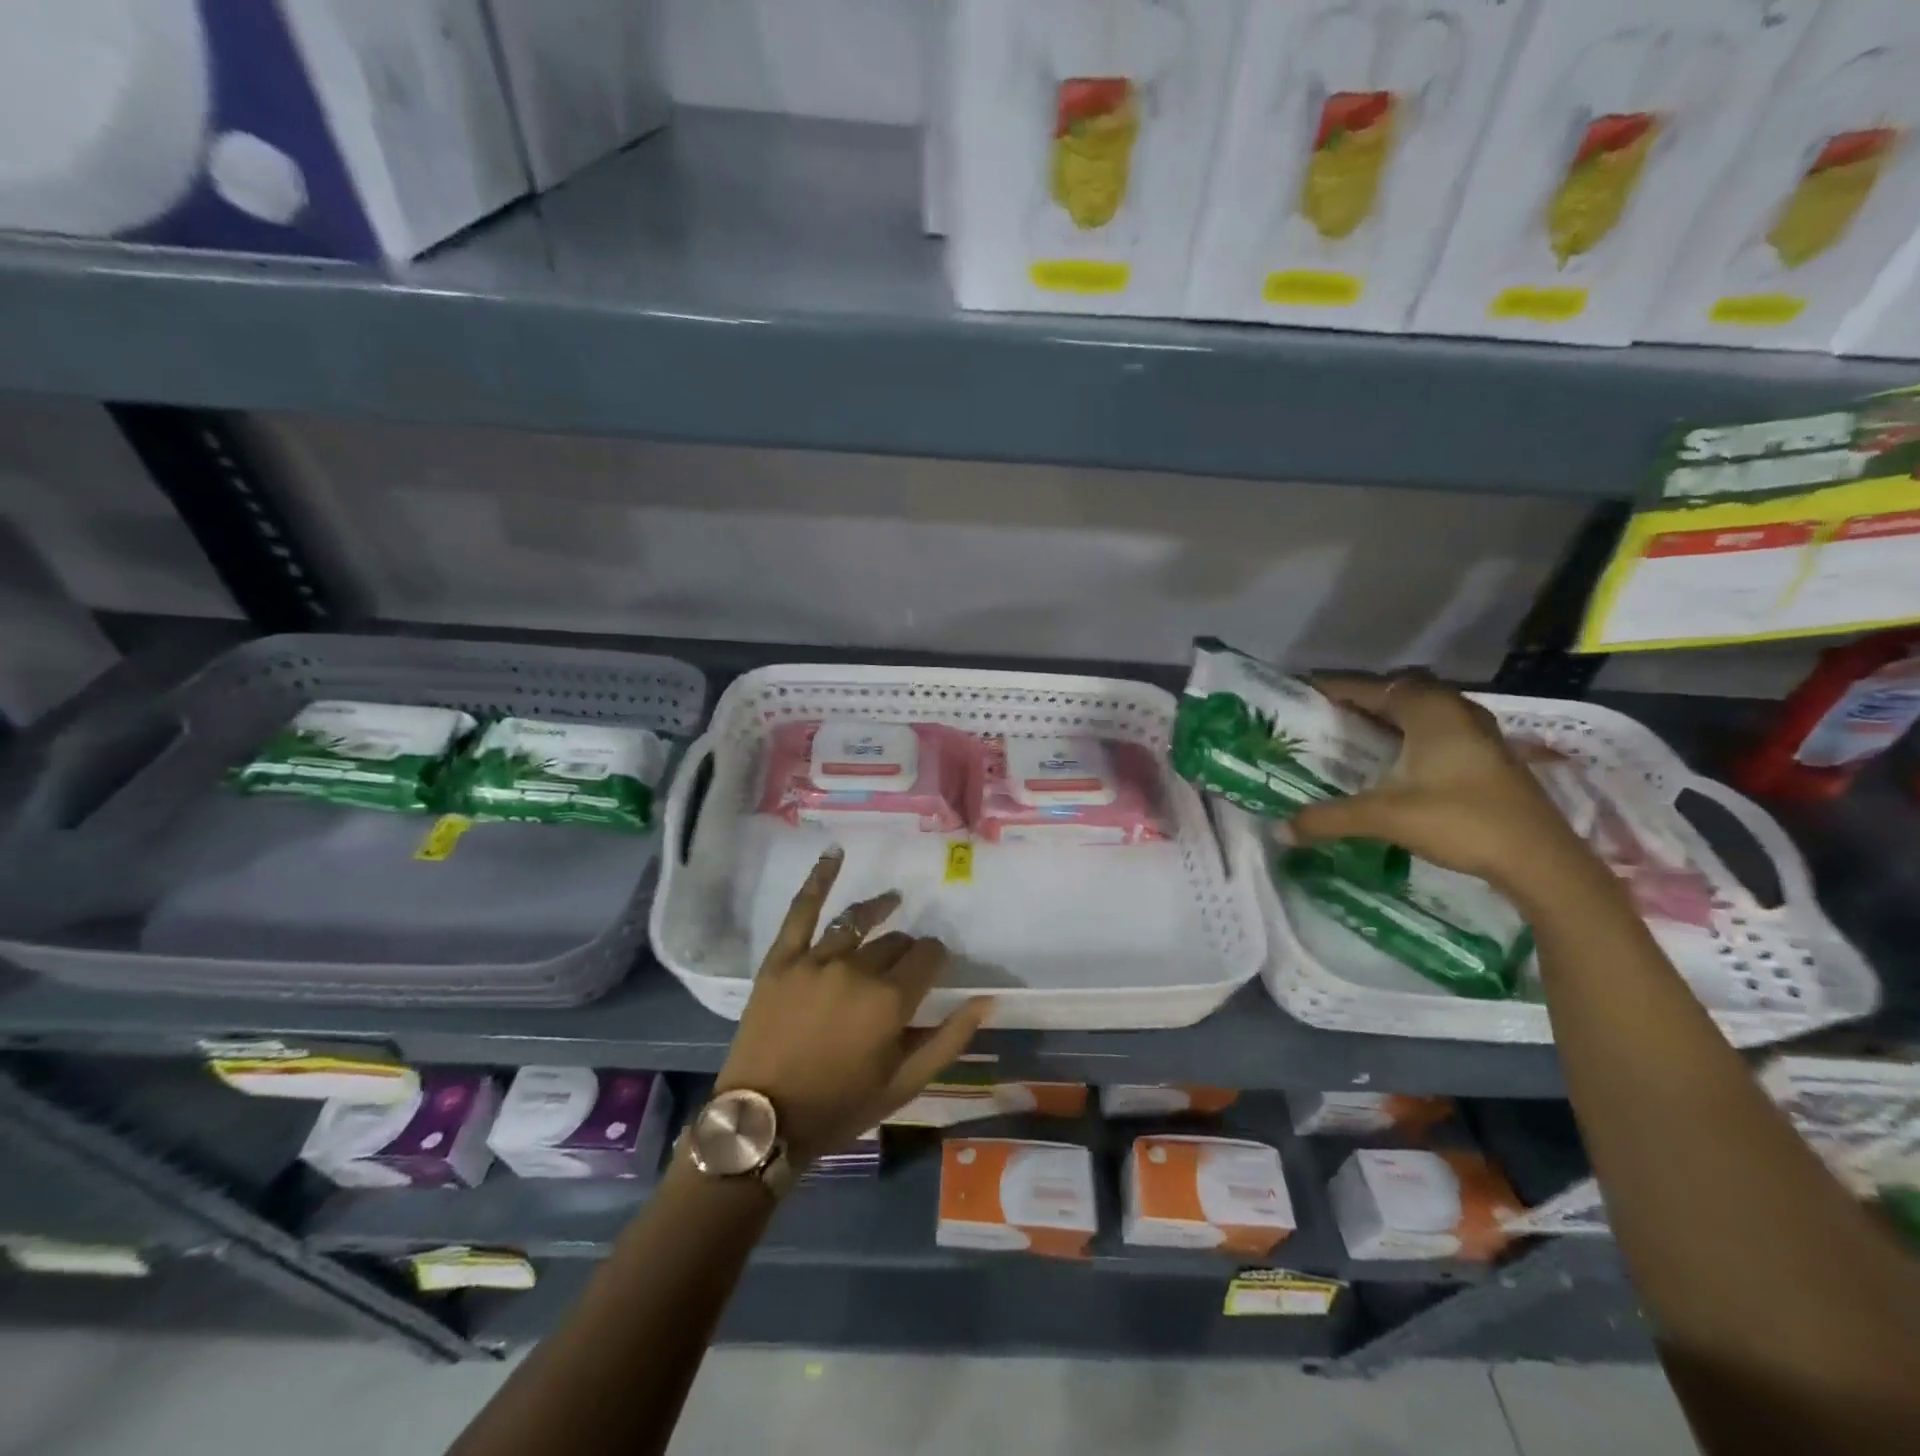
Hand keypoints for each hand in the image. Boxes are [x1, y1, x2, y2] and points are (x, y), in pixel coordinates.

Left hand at [715, 847, 991, 1169]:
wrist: (763, 1122)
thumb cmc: (841, 1105)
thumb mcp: (905, 1083)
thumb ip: (949, 1037)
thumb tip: (986, 1000)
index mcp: (891, 999)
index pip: (928, 956)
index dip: (936, 958)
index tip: (934, 969)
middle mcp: (858, 968)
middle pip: (895, 941)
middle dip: (907, 950)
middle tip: (902, 969)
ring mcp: (816, 958)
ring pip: (859, 922)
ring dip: (879, 911)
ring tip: (891, 903)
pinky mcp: (782, 957)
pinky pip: (802, 909)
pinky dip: (819, 878)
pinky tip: (834, 853)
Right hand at [1289, 674, 1598, 899]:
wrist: (1539, 859)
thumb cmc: (1459, 820)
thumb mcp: (1384, 817)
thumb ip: (1328, 818)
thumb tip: (1280, 830)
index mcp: (1429, 710)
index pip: (1371, 687)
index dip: (1335, 687)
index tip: (1303, 689)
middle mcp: (1455, 710)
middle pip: (1399, 692)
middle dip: (1362, 699)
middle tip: (1325, 714)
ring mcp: (1479, 732)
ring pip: (1423, 711)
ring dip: (1390, 716)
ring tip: (1355, 732)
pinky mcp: (1489, 756)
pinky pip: (1438, 729)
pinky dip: (1411, 733)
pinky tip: (1397, 758)